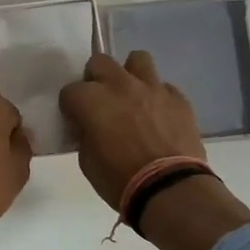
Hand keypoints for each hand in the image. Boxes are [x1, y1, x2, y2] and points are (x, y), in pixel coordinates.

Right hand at [59, 50, 249, 249]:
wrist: (170, 189)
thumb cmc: (120, 179)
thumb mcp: (87, 161)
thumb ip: (85, 134)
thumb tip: (91, 126)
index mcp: (92, 100)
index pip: (70, 91)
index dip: (71, 106)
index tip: (76, 120)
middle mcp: (120, 85)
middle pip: (100, 62)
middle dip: (95, 79)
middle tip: (100, 101)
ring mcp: (153, 88)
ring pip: (137, 59)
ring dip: (130, 74)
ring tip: (132, 96)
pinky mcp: (179, 99)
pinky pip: (164, 87)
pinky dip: (157, 97)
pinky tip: (158, 116)